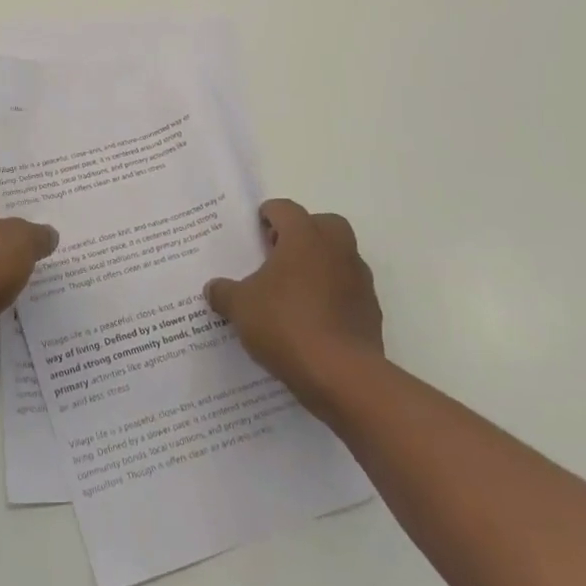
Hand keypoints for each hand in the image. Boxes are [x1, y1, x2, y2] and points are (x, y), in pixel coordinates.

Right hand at [205, 199, 382, 396]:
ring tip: (294, 290)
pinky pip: (349, 290)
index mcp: (304, 237)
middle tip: (279, 253)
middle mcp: (336, 250)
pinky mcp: (371, 311)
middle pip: (323, 224)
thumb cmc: (286, 325)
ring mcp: (359, 280)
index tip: (255, 230)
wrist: (343, 376)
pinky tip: (313, 319)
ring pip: (340, 257)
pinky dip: (334, 295)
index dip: (268, 215)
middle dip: (303, 233)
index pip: (286, 209)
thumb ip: (224, 292)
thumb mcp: (240, 307)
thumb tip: (213, 288)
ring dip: (321, 264)